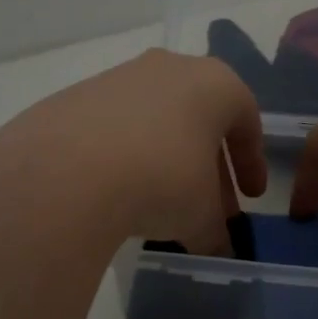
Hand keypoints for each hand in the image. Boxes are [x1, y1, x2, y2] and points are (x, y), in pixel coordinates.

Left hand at [0, 50, 266, 252]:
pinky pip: (116, 127)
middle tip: (211, 208)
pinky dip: (126, 154)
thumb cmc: (162, 180)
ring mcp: (119, 77)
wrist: (66, 172)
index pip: (247, 122)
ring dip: (168, 159)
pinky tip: (118, 190)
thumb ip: (215, 231)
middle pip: (201, 120)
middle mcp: (170, 68)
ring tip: (163, 203)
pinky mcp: (76, 96)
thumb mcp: (200, 215)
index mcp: (215, 83)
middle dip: (210, 166)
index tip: (251, 197)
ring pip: (157, 120)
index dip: (252, 163)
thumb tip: (216, 250)